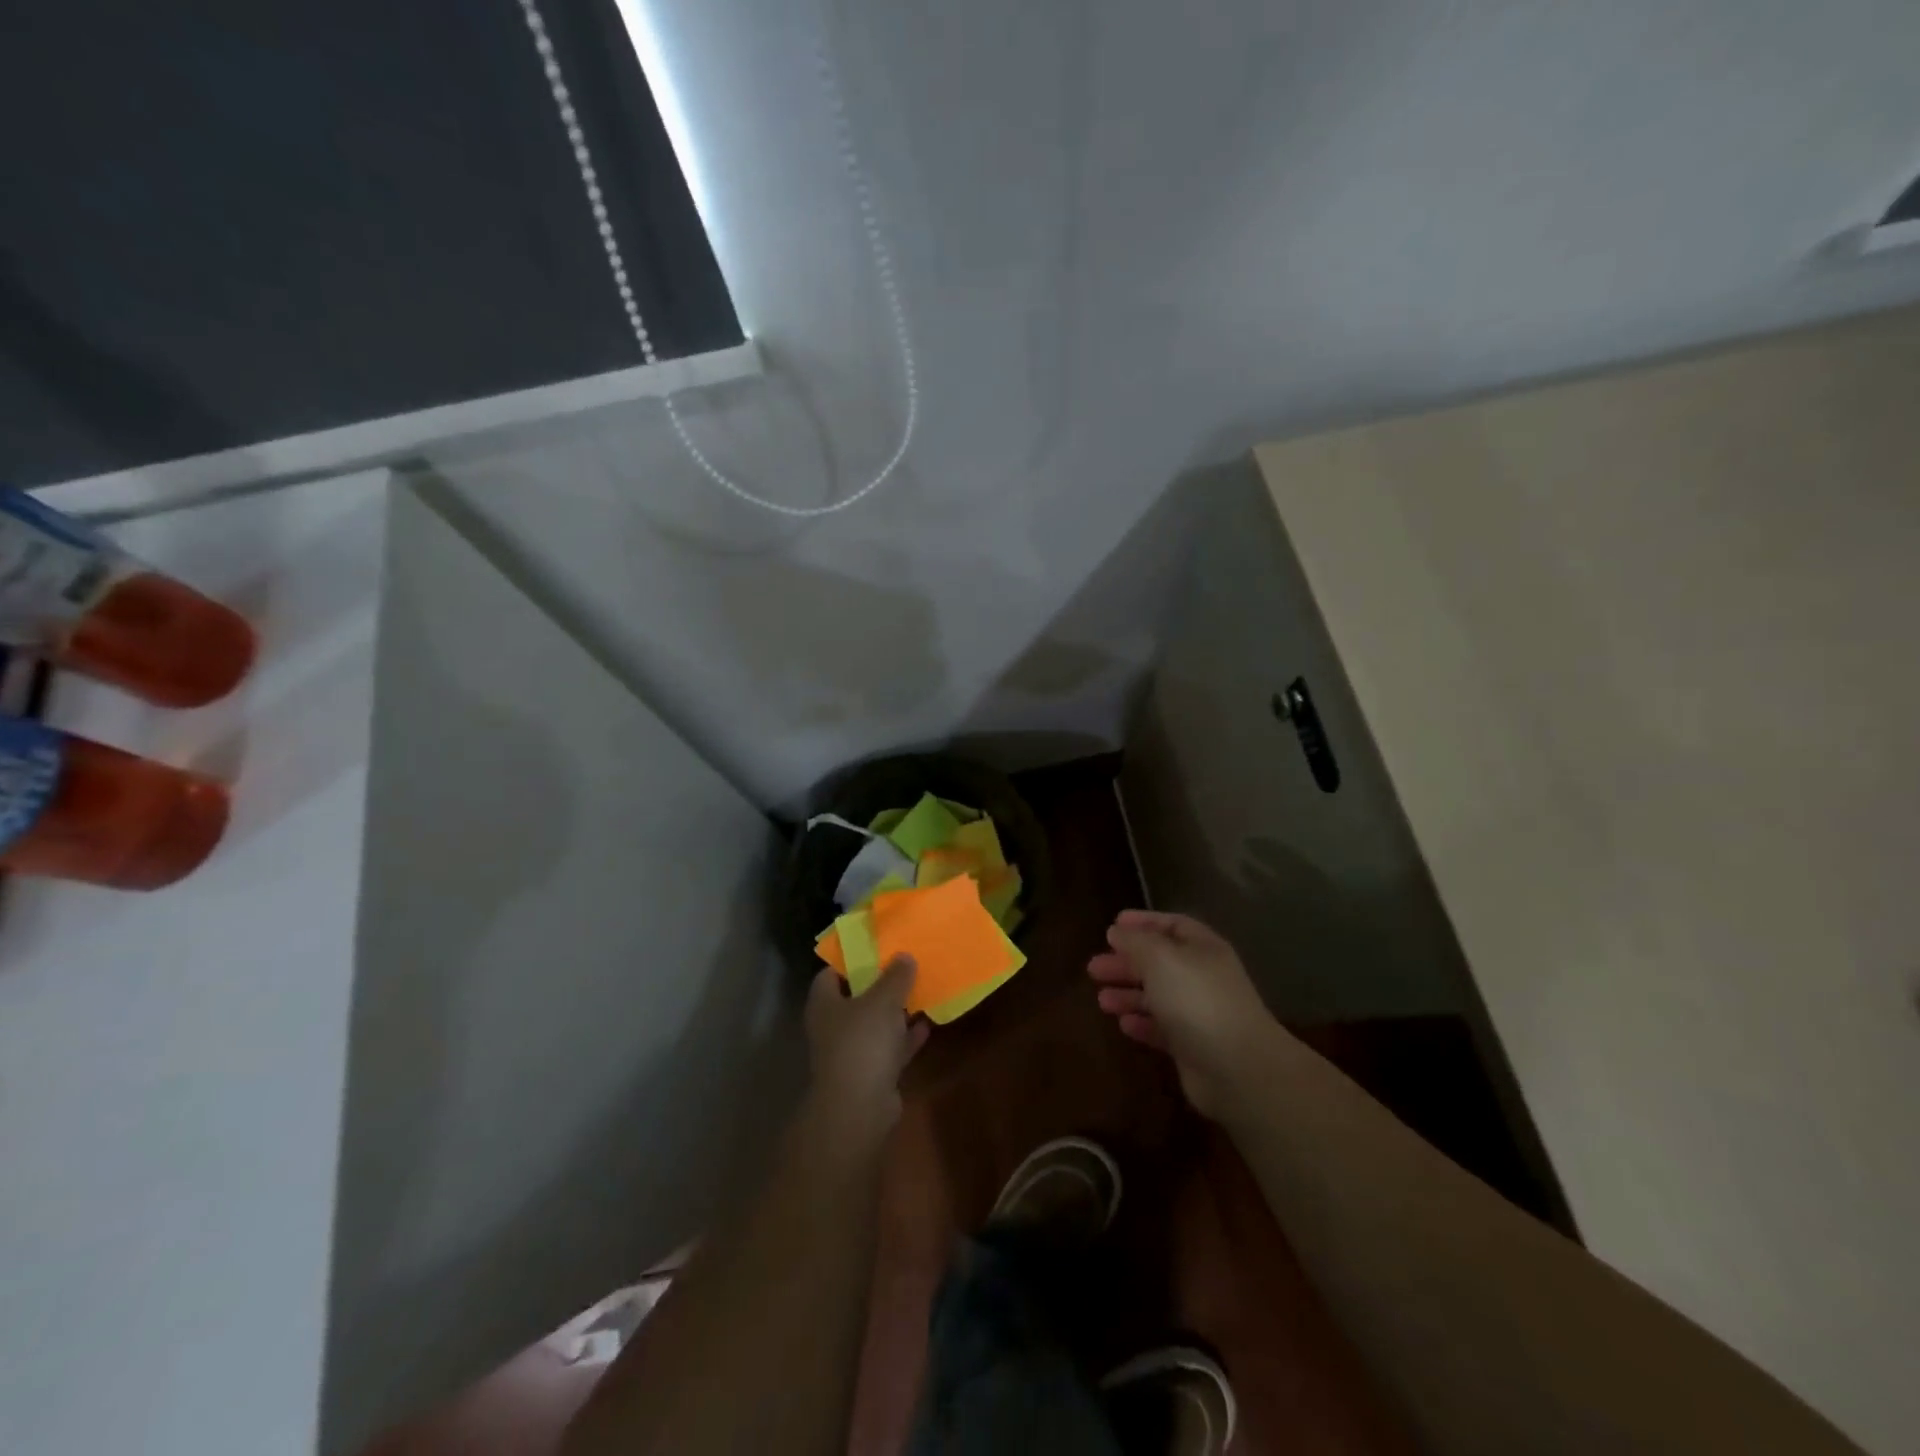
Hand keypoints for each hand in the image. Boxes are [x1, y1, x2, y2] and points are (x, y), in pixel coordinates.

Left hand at [804, 956, 928, 1138]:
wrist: (860, 1107)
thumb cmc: (863, 1042)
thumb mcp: (883, 1000)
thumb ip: (895, 976)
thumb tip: (904, 955)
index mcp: (825, 1004)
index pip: (830, 973)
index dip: (851, 959)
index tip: (877, 947)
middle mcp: (833, 1026)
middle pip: (856, 998)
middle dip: (879, 984)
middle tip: (905, 966)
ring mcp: (851, 1052)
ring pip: (875, 1024)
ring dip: (895, 1011)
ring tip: (920, 990)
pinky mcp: (870, 1073)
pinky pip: (890, 1048)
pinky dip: (906, 1037)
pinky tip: (928, 1023)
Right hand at [1088, 910, 1286, 1119]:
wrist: (1237, 1068)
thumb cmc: (1196, 999)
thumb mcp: (1160, 958)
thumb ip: (1135, 942)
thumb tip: (1116, 931)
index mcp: (1202, 948)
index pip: (1171, 925)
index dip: (1142, 923)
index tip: (1111, 926)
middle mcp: (1203, 977)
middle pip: (1159, 962)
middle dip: (1126, 962)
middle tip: (1093, 968)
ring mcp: (1200, 1013)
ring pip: (1158, 996)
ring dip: (1129, 994)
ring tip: (1101, 999)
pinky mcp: (1193, 1046)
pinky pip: (1162, 1028)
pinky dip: (1142, 1023)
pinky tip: (1123, 1024)